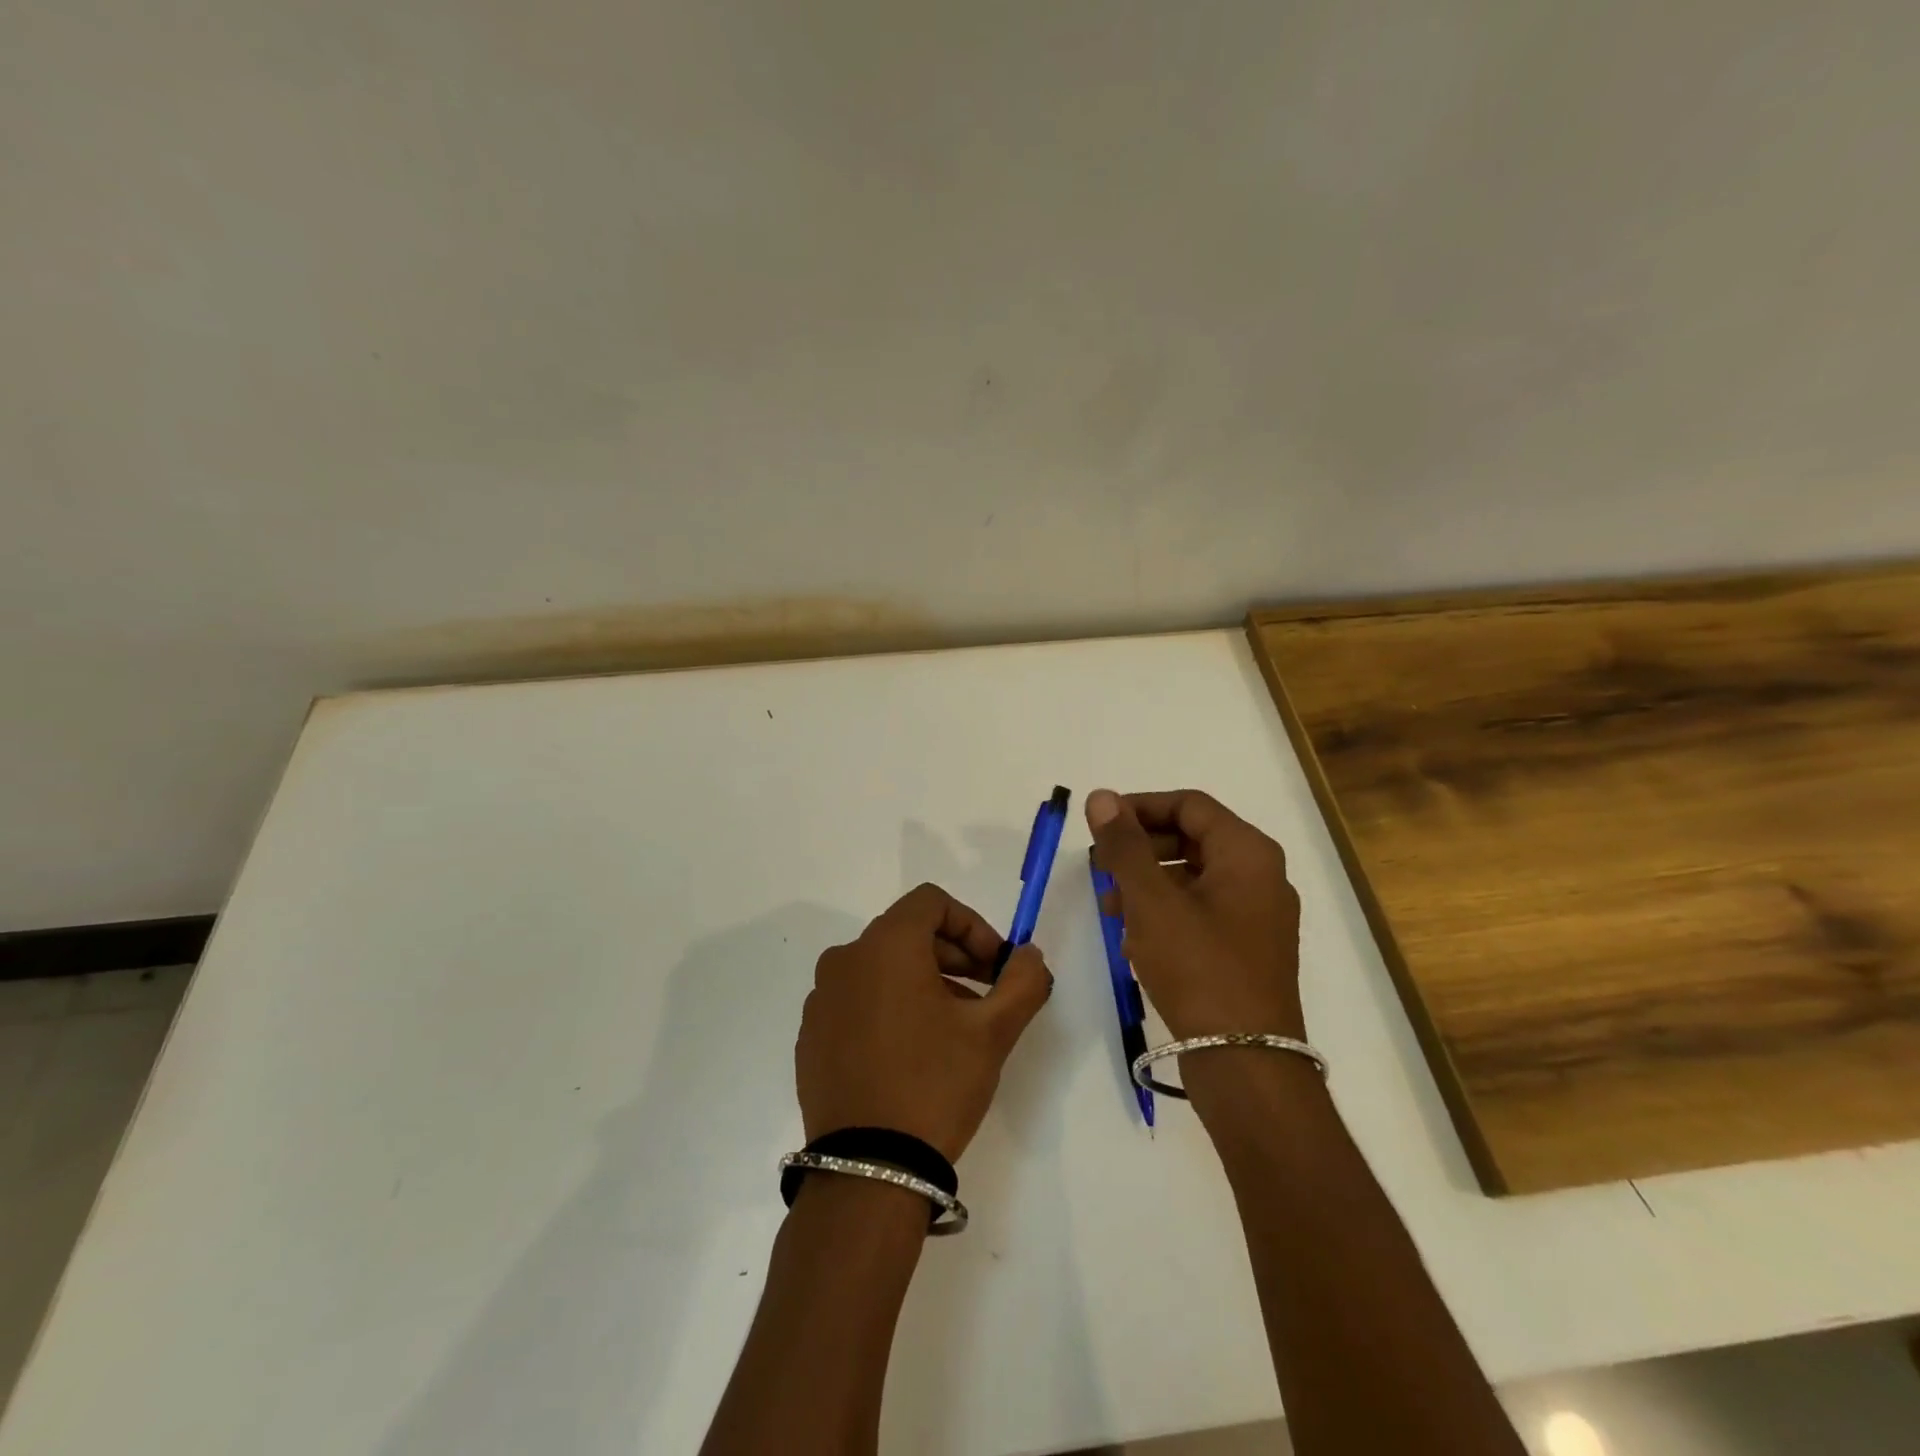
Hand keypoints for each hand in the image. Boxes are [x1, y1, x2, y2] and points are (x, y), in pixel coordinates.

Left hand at [797, 884, 1052, 1161]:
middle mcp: (845, 960)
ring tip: (953, 1029)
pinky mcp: (810, 1035)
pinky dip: (889, 1008)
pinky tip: (911, 1054)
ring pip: (882, 968)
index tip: (996, 967)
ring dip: (924, 982)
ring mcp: (821, 999)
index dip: (973, 925)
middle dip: (953, 955)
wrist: (868, 1170)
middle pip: (907, 933)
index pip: (932, 902)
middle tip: (985, 996)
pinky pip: (857, 1001)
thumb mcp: (993, 1032)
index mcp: (885, 945)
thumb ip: (1022, 981)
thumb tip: (1029, 954)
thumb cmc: (935, 1084)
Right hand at [1086, 788, 1303, 1042]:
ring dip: (1148, 881)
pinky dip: (1165, 910)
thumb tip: (1102, 796)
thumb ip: (1124, 845)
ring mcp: (1257, 915)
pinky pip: (1201, 910)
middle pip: (1192, 838)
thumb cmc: (1198, 968)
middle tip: (1098, 863)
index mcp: (1248, 853)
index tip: (1100, 823)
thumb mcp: (1151, 901)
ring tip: (1109, 904)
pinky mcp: (1247, 949)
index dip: (1140, 806)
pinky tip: (1133, 935)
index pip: (1189, 805)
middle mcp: (1260, 876)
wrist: (1245, 1062)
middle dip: (1141, 847)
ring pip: (1193, 876)